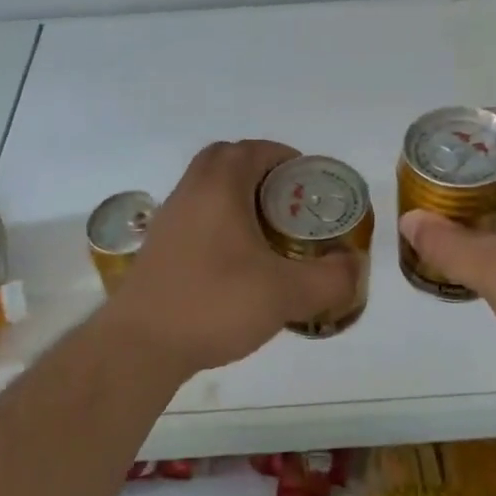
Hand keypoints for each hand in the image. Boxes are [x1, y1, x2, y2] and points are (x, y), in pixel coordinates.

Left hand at [103, 140, 360, 377]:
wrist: (140, 346)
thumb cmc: (214, 304)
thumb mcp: (286, 294)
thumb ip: (330, 279)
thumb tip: (354, 266)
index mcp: (219, 187)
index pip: (253, 149)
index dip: (284, 157)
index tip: (308, 181)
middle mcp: (189, 192)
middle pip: (225, 160)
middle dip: (260, 172)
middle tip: (288, 202)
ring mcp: (169, 220)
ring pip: (206, 189)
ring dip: (237, 197)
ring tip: (268, 232)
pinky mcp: (159, 248)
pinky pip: (195, 216)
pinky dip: (219, 222)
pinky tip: (237, 261)